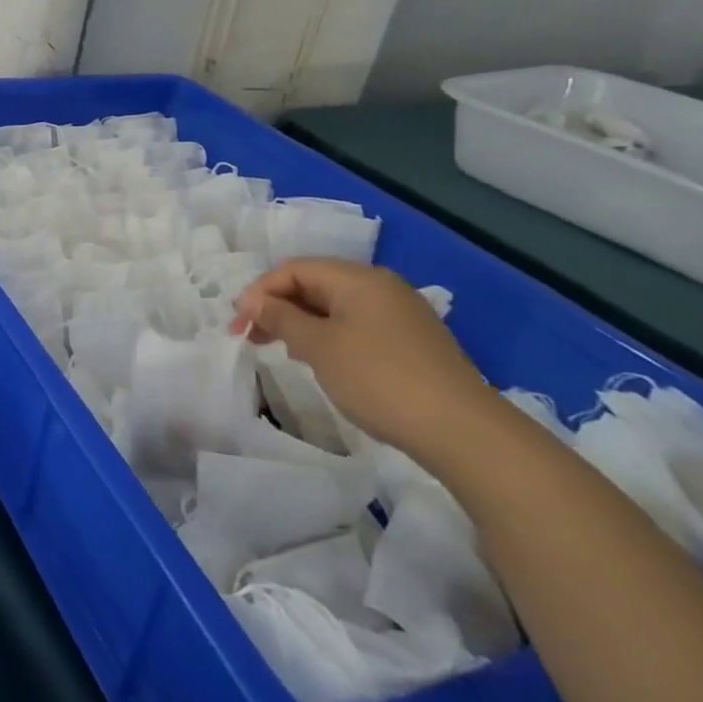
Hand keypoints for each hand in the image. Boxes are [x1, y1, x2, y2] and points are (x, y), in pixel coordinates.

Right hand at [231, 258, 500, 457]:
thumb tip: (251, 301)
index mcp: (358, 279)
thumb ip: (280, 318)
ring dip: (300, 323)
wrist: (463, 432)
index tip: (239, 324)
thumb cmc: (379, 379)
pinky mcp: (410, 342)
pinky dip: (328, 336)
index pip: (294, 269)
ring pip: (334, 307)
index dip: (260, 292)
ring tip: (282, 350)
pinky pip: (355, 325)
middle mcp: (381, 287)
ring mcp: (400, 315)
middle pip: (314, 284)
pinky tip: (321, 361)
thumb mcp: (318, 346)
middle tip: (251, 337)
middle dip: (278, 307)